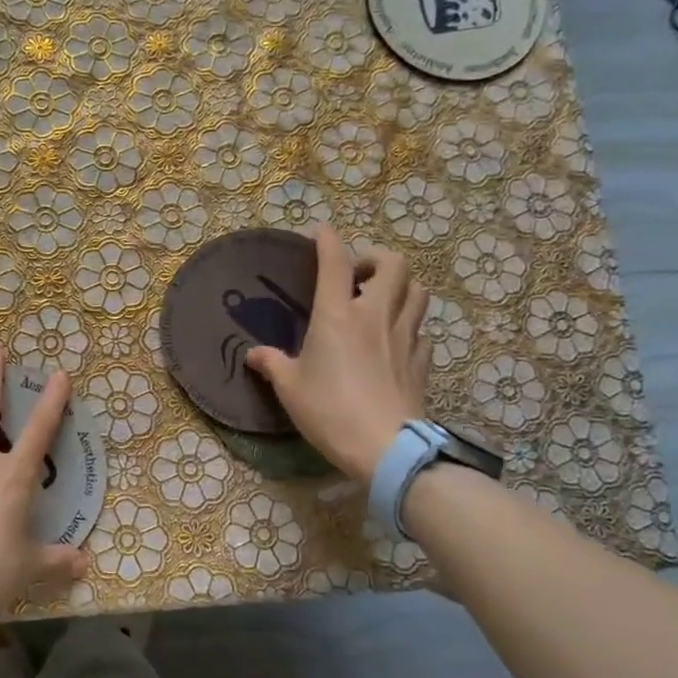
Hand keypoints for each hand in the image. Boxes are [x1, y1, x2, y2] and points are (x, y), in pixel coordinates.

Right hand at [245, 224, 431, 480]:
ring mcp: (405, 335)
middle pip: (393, 264)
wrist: (386, 448)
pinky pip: (421, 327)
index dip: (329, 239)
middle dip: (376, 258)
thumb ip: (272, 364)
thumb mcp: (290, 388)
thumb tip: (254, 355)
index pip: (335, 261)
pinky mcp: (422, 359)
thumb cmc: (330, 411)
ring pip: (417, 290)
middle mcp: (375, 315)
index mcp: (337, 315)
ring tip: (381, 300)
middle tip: (357, 275)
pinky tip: (395, 340)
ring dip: (400, 286)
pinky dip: (409, 323)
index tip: (322, 230)